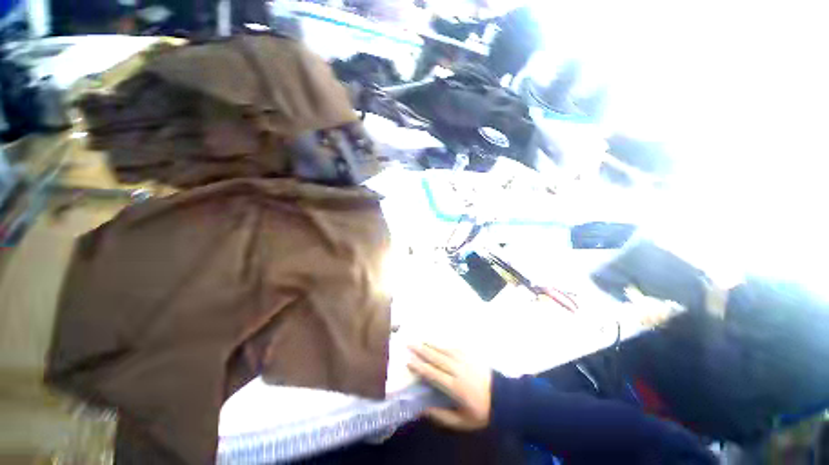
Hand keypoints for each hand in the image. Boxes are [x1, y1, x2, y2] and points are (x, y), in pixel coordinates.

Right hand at [408, 344, 491, 430]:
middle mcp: (457, 370)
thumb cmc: (481, 411)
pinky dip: (444, 344)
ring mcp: (464, 360)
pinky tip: (438, 343)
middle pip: (436, 358)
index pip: (433, 374)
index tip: (409, 361)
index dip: (420, 367)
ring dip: (431, 345)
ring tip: (420, 340)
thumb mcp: (462, 422)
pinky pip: (454, 347)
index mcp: (455, 386)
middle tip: (409, 344)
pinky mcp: (470, 356)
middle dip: (421, 351)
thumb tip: (423, 409)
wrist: (503, 397)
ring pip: (444, 350)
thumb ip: (442, 416)